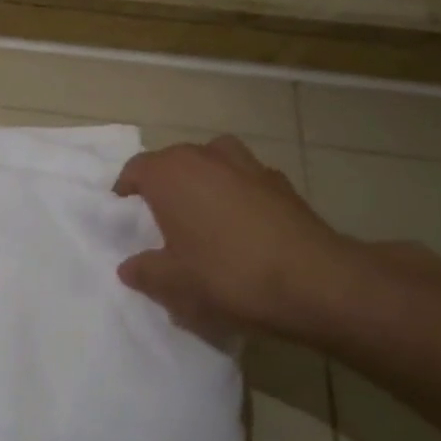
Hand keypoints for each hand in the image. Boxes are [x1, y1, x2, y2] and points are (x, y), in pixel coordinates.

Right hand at [112, 136, 363, 342]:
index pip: (135, 169)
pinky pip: (246, 181)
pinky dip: (238, 195)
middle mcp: (206, 156)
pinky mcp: (282, 183)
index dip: (125, 190)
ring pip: (214, 163)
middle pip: (174, 161)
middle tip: (162, 219)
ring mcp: (249, 165)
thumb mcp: (172, 284)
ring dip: (204, 181)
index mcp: (170, 173)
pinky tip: (244, 229)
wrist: (315, 283)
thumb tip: (131, 266)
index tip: (124, 213)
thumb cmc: (227, 275)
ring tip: (204, 216)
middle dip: (165, 184)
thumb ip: (144, 271)